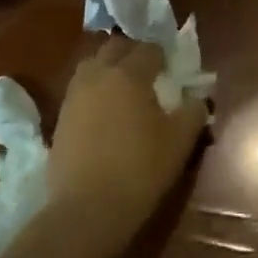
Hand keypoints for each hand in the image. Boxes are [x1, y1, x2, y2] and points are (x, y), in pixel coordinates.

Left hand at [51, 37, 208, 242]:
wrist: (86, 210)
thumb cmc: (140, 169)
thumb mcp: (181, 140)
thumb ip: (193, 110)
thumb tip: (197, 97)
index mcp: (129, 74)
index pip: (148, 48)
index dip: (163, 55)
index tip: (172, 69)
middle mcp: (98, 75)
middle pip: (115, 47)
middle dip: (133, 53)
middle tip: (149, 73)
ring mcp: (74, 96)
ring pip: (93, 66)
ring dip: (110, 68)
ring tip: (125, 90)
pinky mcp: (60, 118)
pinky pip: (81, 90)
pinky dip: (95, 91)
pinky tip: (106, 113)